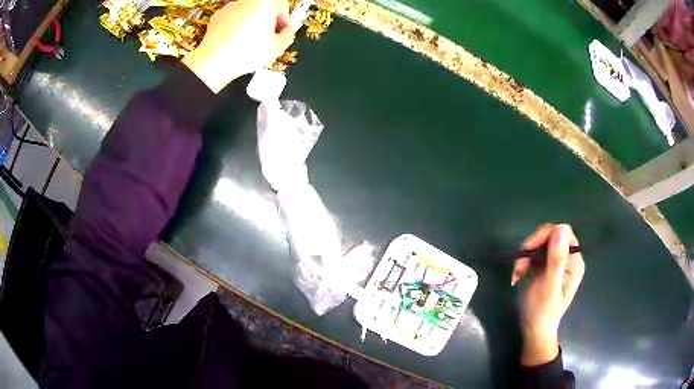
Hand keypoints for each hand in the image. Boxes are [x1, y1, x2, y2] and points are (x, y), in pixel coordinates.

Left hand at [182, 0, 295, 92]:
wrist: (215, 61)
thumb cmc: (245, 52)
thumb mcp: (278, 47)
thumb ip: (289, 35)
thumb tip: (288, 32)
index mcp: (266, 2)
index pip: (284, 6)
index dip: (286, 21)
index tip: (285, 31)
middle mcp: (248, 1)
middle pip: (265, 8)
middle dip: (268, 22)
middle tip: (269, 38)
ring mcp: (231, 7)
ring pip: (248, 14)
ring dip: (252, 24)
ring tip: (251, 43)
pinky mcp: (218, 17)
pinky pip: (233, 20)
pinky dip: (236, 28)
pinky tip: (237, 42)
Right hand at [511, 224, 584, 365]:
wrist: (534, 330)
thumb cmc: (543, 311)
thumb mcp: (549, 286)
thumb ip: (556, 259)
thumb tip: (560, 228)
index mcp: (574, 261)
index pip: (563, 233)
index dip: (545, 235)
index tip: (528, 250)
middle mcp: (568, 258)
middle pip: (551, 236)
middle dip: (532, 247)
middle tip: (519, 265)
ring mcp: (558, 262)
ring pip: (541, 244)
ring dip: (526, 255)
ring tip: (517, 273)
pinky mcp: (547, 266)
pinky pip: (536, 254)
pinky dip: (525, 261)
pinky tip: (519, 274)